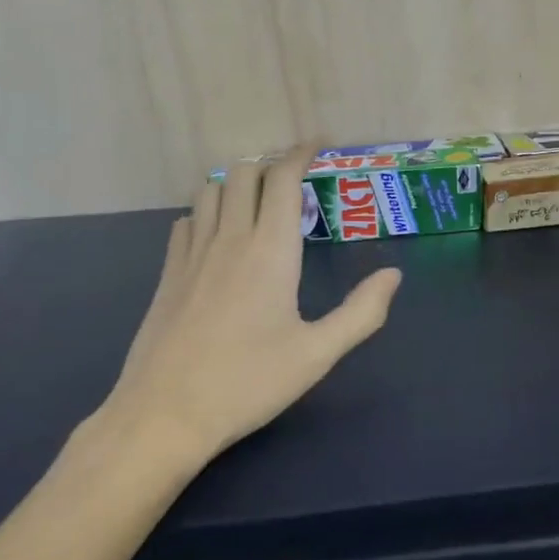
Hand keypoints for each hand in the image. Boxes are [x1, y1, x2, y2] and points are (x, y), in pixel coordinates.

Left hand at [92, 149, 401, 466]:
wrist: (165, 413)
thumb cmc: (248, 383)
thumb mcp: (317, 354)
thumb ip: (361, 312)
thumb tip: (393, 275)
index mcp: (270, 251)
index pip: (283, 180)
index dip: (300, 154)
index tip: (317, 146)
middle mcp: (228, 239)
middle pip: (243, 174)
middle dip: (270, 165)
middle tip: (294, 182)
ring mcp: (191, 254)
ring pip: (209, 191)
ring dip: (235, 184)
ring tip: (256, 202)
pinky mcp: (168, 274)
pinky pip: (186, 221)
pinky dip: (206, 212)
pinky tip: (216, 235)